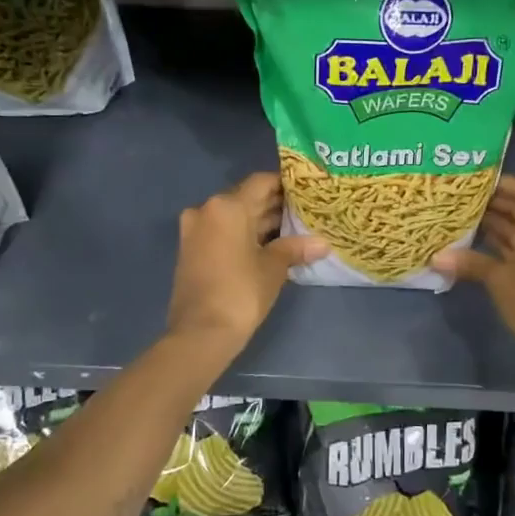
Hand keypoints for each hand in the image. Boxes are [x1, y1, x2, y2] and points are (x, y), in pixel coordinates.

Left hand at [166, 173, 328, 354]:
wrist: (200, 333)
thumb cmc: (241, 293)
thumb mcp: (273, 268)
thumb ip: (295, 248)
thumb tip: (323, 244)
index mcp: (227, 206)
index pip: (261, 182)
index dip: (285, 184)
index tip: (306, 190)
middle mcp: (207, 210)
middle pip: (246, 198)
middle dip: (274, 205)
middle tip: (305, 211)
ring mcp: (195, 230)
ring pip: (234, 217)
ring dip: (259, 221)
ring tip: (293, 228)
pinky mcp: (191, 250)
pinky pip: (222, 232)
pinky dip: (243, 234)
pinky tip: (269, 244)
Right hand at [432, 177, 514, 389]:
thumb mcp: (499, 279)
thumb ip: (470, 262)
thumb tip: (435, 257)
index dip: (503, 184)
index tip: (475, 184)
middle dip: (497, 205)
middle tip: (463, 202)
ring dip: (501, 226)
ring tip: (466, 221)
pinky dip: (508, 246)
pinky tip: (481, 248)